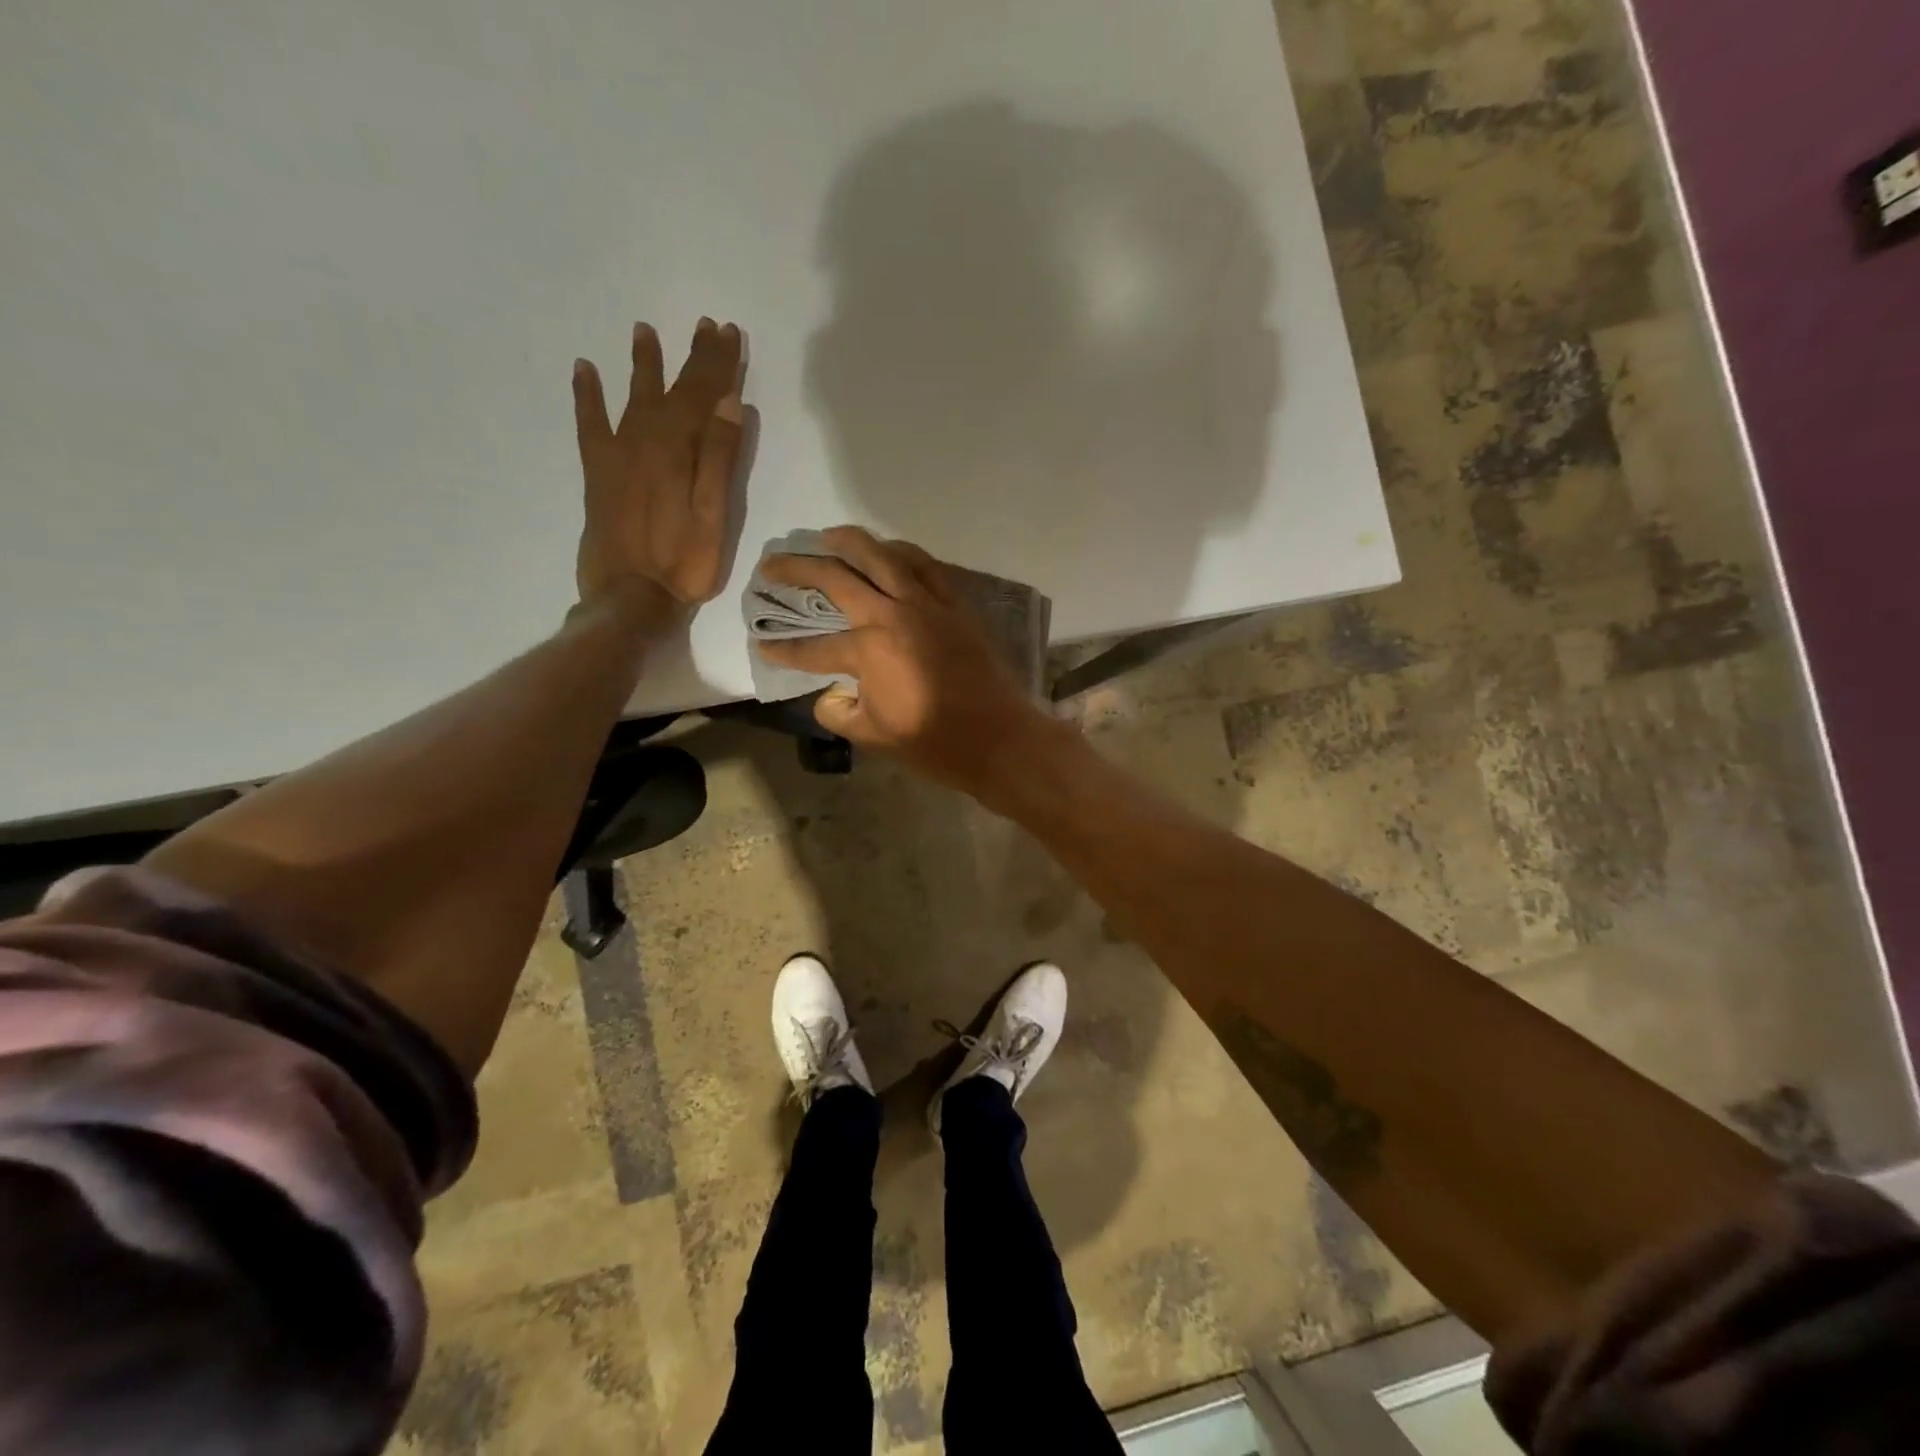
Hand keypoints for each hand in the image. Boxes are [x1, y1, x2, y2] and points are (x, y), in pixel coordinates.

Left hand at [572, 318, 745, 614]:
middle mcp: (646, 441)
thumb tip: (731, 404)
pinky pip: (589, 423)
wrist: (630, 597)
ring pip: (634, 398)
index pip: (704, 396)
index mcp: (679, 451)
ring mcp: (618, 455)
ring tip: (645, 332)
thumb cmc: (685, 562)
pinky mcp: (598, 473)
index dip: (718, 364)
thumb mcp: (716, 515)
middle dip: (692, 358)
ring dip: (644, 365)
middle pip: (672, 390)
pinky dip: (587, 396)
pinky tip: (585, 370)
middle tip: (706, 326)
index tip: (729, 333)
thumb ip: (721, 459)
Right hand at [755, 527, 1054, 797]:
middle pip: (836, 578)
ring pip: (882, 556)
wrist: (997, 739)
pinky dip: (902, 552)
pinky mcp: (955, 605)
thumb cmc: (933, 743)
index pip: (813, 648)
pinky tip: (889, 551)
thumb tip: (830, 693)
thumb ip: (839, 711)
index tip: (762, 644)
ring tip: (827, 537)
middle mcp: (892, 615)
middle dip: (797, 569)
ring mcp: (927, 604)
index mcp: (867, 650)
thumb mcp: (873, 736)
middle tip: (772, 564)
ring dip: (849, 542)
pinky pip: (926, 566)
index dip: (784, 649)